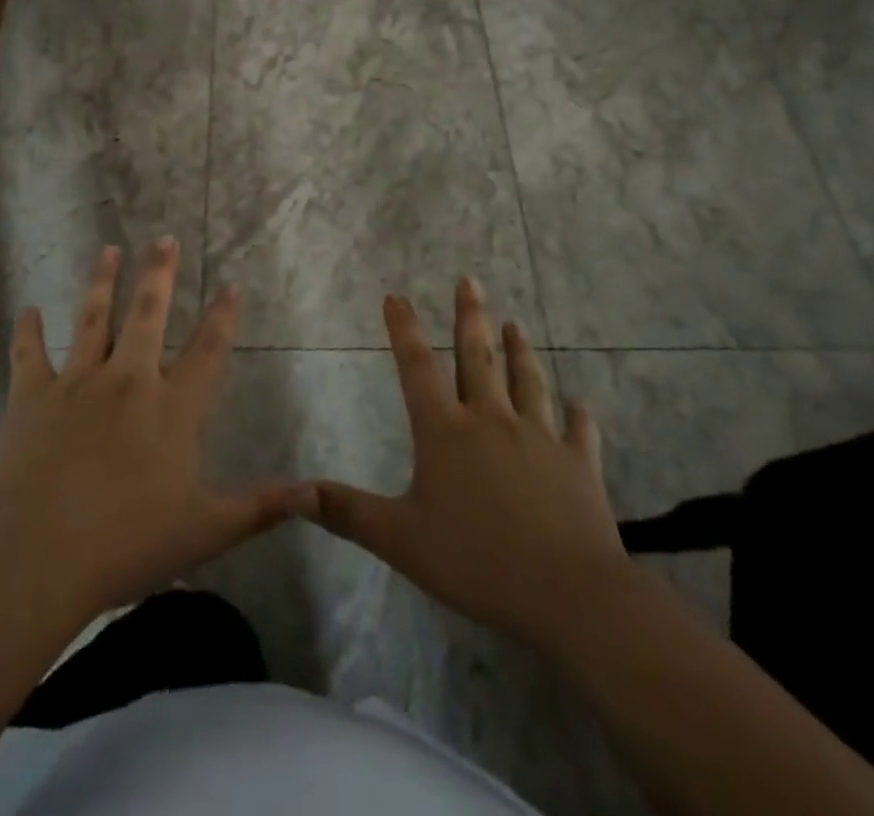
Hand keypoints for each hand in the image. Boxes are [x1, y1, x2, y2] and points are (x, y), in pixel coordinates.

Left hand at [0, 240, 312, 622]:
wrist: (38, 554)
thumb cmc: (127, 543)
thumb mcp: (206, 531)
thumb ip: (260, 507)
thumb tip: (315, 491)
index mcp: (173, 408)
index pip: (208, 351)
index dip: (223, 316)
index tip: (232, 283)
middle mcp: (129, 381)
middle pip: (148, 315)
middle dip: (158, 274)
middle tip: (163, 238)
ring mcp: (77, 382)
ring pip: (93, 319)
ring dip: (102, 282)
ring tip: (108, 248)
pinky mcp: (31, 396)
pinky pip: (28, 353)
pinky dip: (27, 330)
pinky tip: (27, 309)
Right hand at [311, 279, 627, 644]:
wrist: (567, 592)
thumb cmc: (475, 561)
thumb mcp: (399, 539)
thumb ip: (347, 511)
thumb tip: (295, 492)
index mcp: (446, 431)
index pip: (417, 367)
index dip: (404, 329)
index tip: (396, 296)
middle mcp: (491, 420)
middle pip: (477, 358)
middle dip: (470, 317)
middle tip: (469, 280)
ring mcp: (539, 437)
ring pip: (527, 381)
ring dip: (520, 351)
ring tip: (515, 324)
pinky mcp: (578, 463)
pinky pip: (577, 430)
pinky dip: (576, 415)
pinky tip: (579, 404)